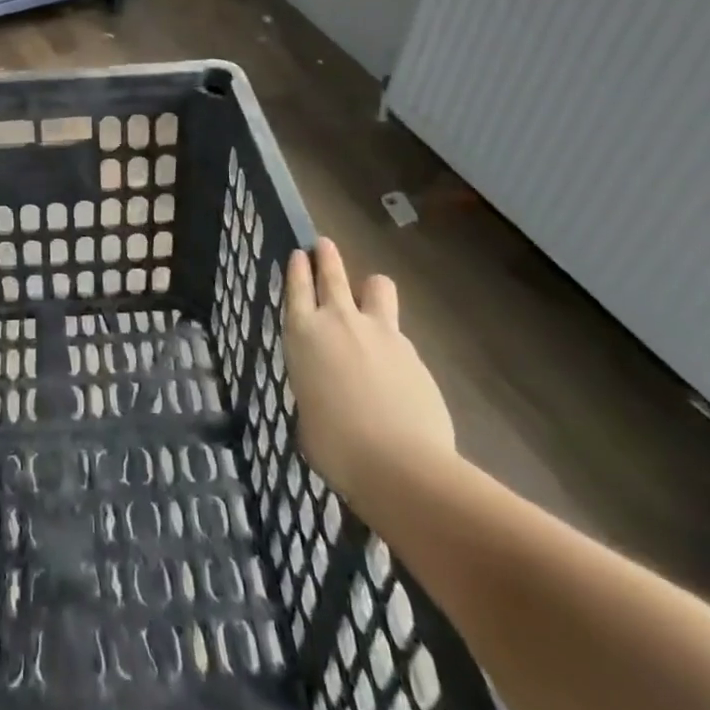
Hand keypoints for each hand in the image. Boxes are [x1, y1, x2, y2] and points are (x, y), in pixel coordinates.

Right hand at [283, 240, 456, 515]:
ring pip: (377, 286)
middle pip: (332, 273)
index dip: (298, 268)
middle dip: (327, 256)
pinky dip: (394, 341)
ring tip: (371, 296)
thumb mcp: (308, 416)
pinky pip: (399, 333)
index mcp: (303, 334)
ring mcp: (380, 332)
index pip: (297, 287)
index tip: (300, 253)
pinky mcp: (413, 352)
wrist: (399, 464)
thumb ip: (315, 390)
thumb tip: (327, 395)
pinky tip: (397, 366)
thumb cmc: (336, 446)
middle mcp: (339, 321)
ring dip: (371, 288)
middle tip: (324, 245)